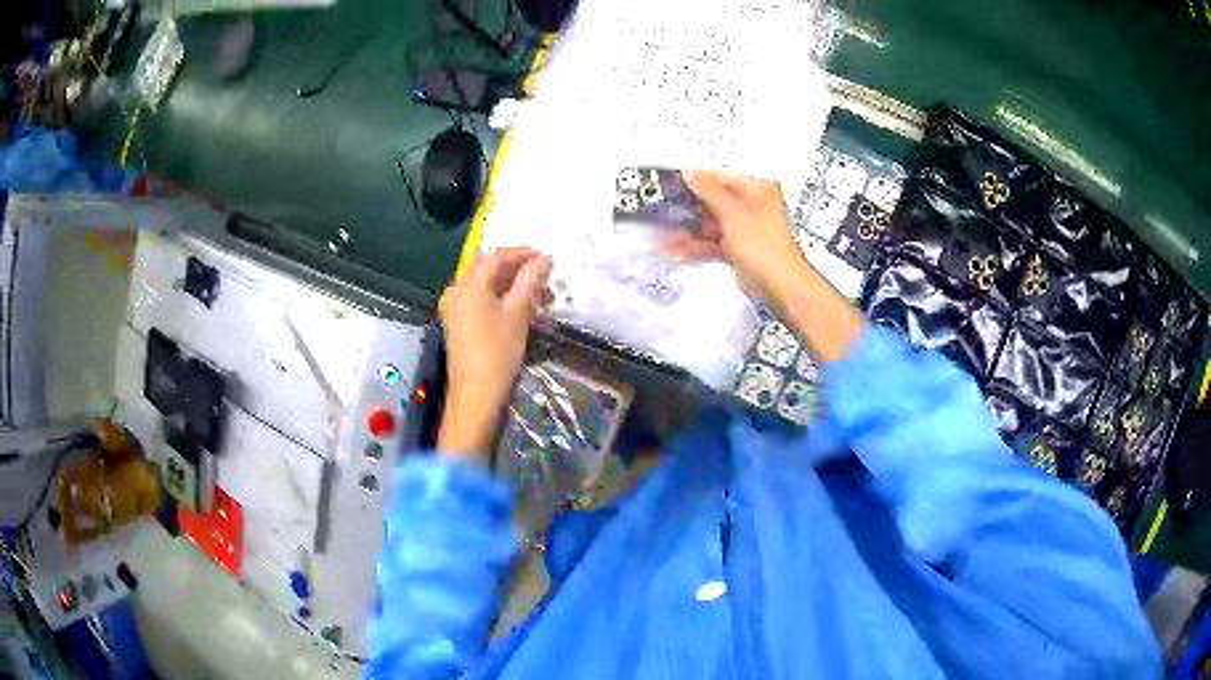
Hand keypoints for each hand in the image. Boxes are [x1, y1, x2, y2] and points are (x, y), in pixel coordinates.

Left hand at [437, 247, 551, 460]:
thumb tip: (544, 258)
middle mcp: (457, 291)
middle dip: (519, 271)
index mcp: (469, 285)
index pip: (496, 257)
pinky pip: (481, 301)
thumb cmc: (497, 351)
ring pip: (487, 287)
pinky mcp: (459, 324)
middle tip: (546, 277)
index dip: (522, 253)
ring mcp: (455, 308)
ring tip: (540, 296)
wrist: (476, 394)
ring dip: (513, 286)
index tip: (545, 256)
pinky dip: (502, 299)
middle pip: (489, 270)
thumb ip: (530, 280)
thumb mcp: (518, 313)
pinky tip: (522, 308)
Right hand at [666, 170, 861, 361]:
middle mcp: (751, 207)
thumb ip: (708, 190)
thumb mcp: (732, 211)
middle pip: (713, 201)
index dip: (697, 180)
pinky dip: (696, 246)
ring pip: (710, 224)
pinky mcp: (737, 250)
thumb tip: (689, 171)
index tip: (673, 183)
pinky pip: (712, 243)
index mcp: (757, 190)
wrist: (778, 285)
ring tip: (663, 234)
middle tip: (663, 209)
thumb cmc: (765, 245)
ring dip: (688, 230)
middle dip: (688, 209)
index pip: (721, 178)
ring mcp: (744, 230)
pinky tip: (676, 249)